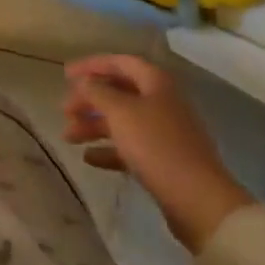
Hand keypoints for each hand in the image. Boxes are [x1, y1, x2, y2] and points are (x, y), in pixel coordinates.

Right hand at [62, 54, 255, 254]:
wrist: (199, 202)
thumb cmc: (157, 146)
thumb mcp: (120, 112)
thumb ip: (97, 91)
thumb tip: (84, 82)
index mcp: (156, 83)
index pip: (120, 62)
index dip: (92, 65)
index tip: (66, 75)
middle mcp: (162, 103)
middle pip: (119, 93)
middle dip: (89, 100)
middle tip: (64, 111)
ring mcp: (165, 133)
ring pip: (122, 121)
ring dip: (93, 126)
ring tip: (68, 137)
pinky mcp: (165, 161)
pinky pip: (130, 148)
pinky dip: (108, 150)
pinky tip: (89, 158)